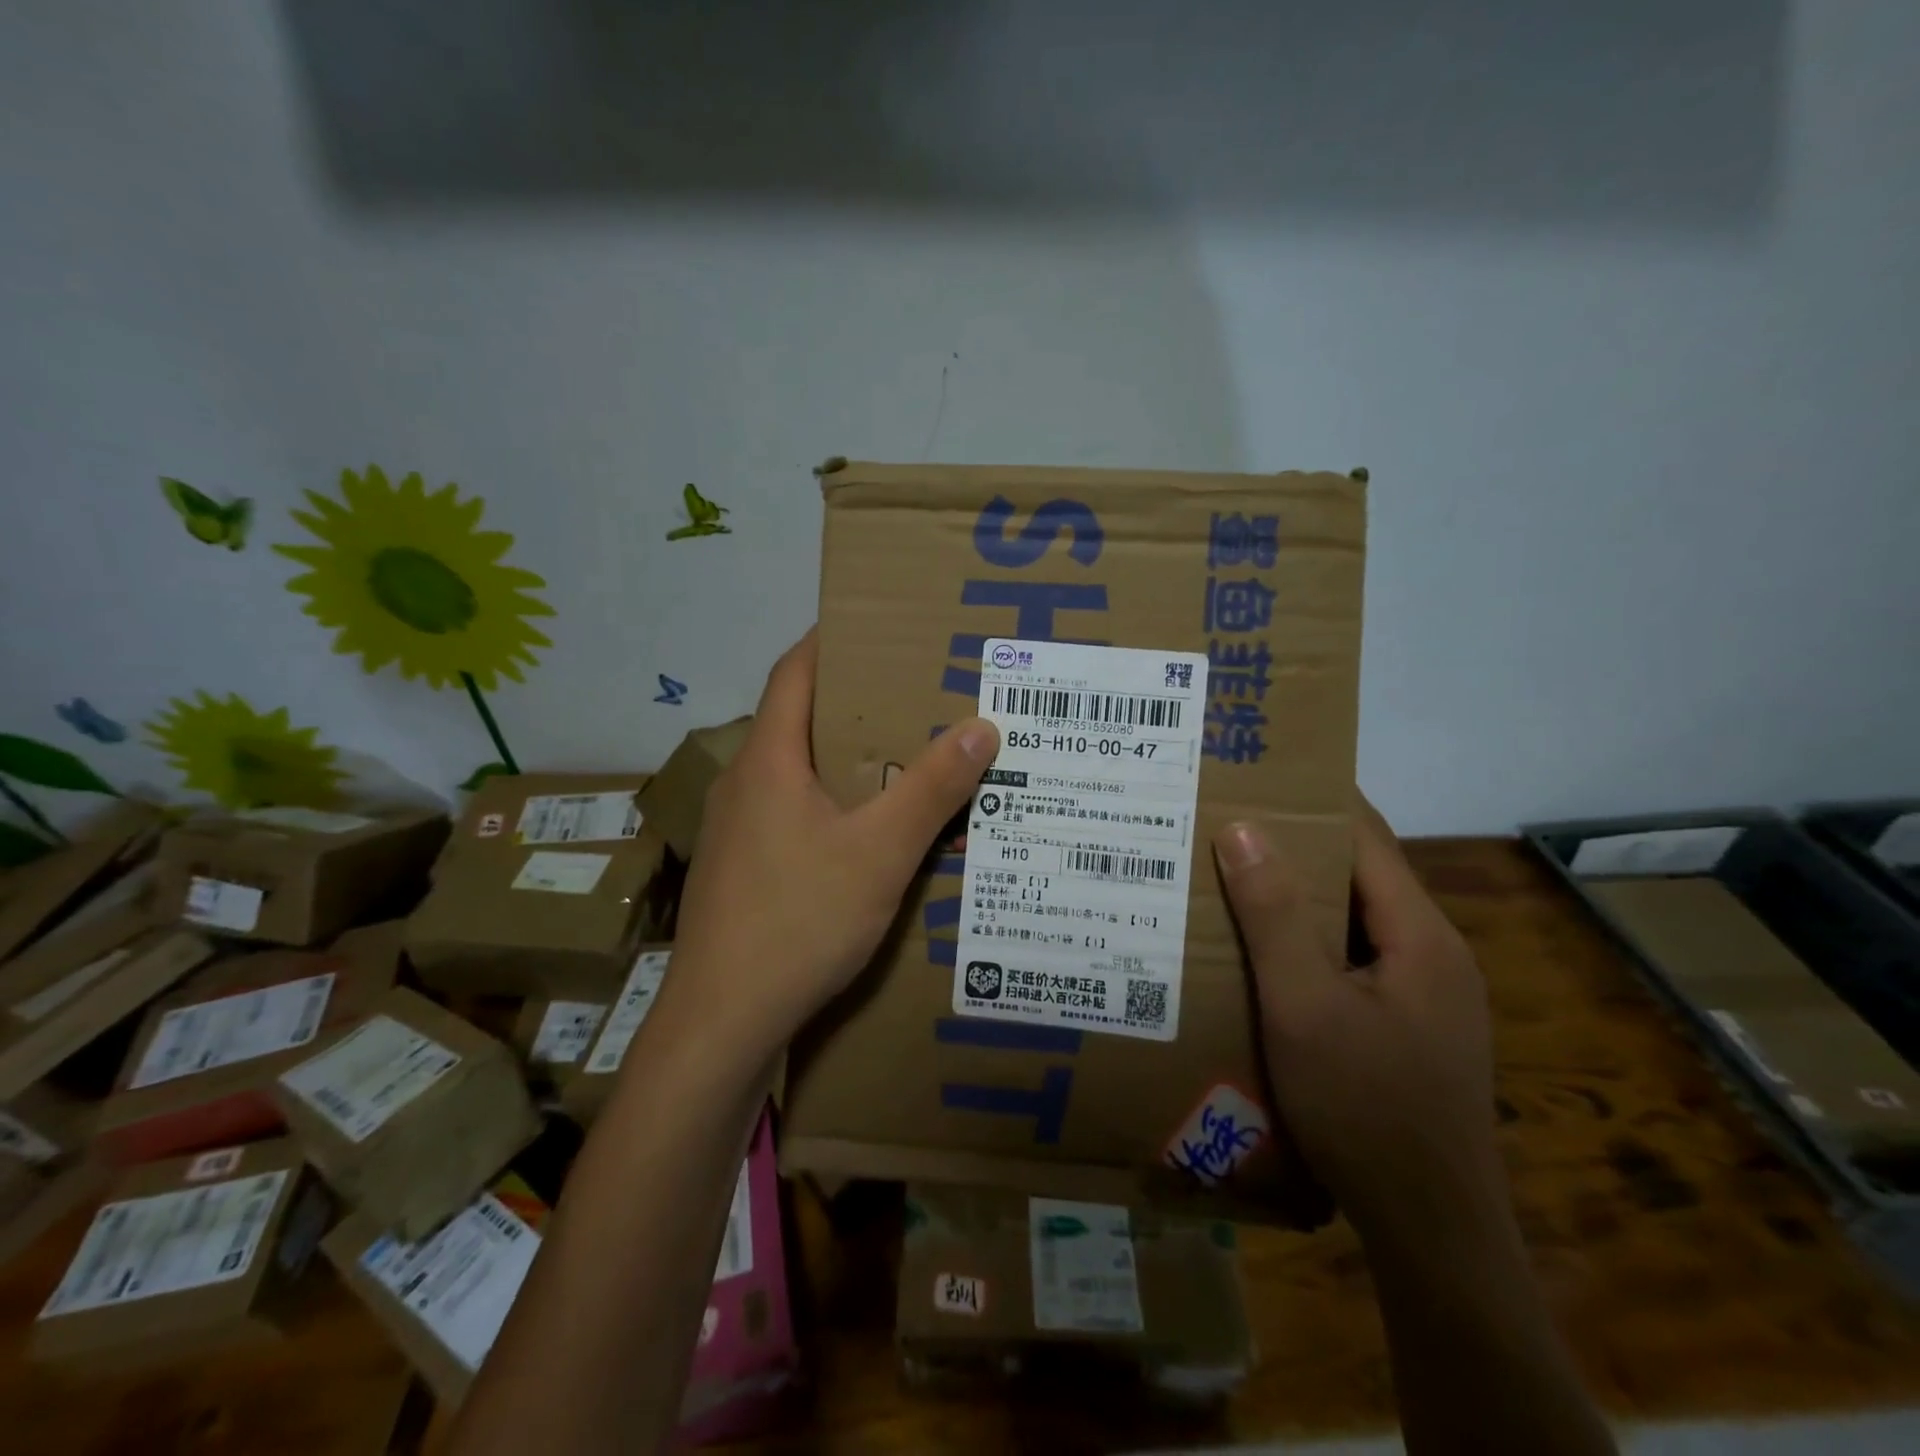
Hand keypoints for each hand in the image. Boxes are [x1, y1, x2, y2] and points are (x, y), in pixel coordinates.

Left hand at [659, 631, 998, 1061]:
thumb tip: (982, 726)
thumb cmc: (799, 920)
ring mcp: (734, 830)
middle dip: (854, 703)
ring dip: (843, 759)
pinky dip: (830, 804)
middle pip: (797, 720)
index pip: (794, 672)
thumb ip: (932, 790)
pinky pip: (789, 813)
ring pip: (794, 773)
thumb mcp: (880, 853)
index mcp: (768, 760)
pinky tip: (866, 833)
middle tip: (914, 697)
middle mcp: (743, 784)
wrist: (722, 1021)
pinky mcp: (739, 869)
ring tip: (903, 760)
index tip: (877, 628)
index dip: (830, 641)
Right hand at [1212, 796, 1505, 1250]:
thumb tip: (1242, 828)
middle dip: (1290, 845)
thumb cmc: (1365, 1109)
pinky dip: (1303, 942)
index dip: (1312, 797)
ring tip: (1224, 878)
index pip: (1365, 835)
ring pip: (1349, 921)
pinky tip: (1256, 953)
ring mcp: (1422, 993)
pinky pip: (1348, 960)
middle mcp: (1430, 952)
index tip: (1255, 773)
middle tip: (1219, 824)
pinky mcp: (1405, 1026)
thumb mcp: (1305, 1007)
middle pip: (1356, 875)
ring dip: (1292, 898)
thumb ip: (1274, 916)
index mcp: (1419, 934)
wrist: (1430, 1231)